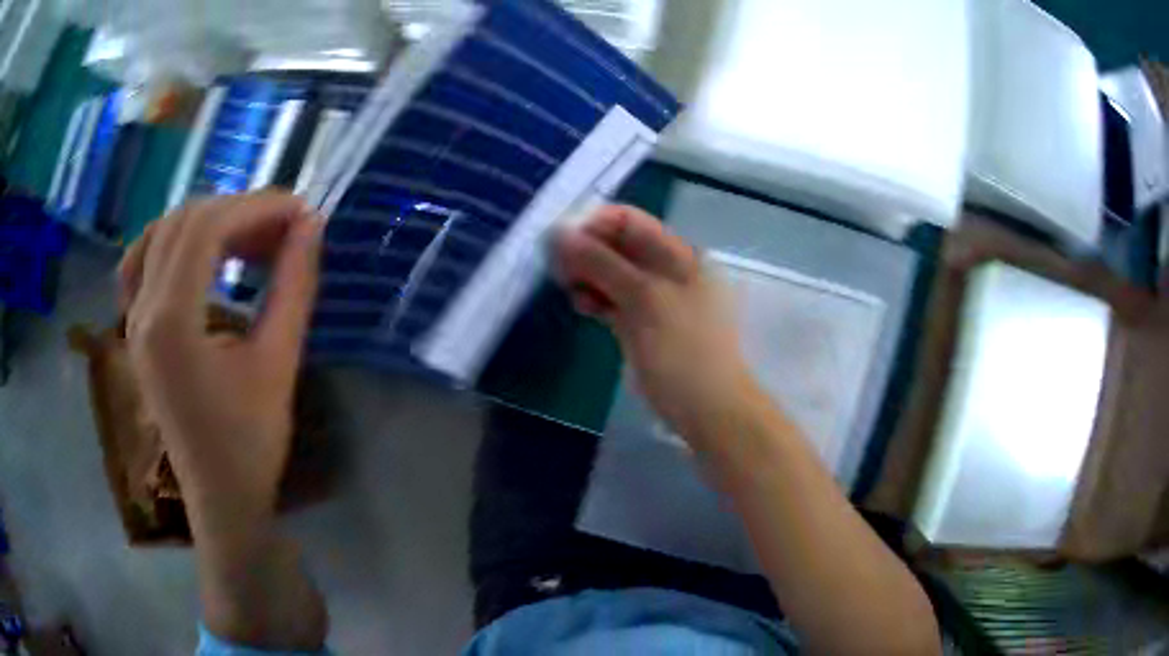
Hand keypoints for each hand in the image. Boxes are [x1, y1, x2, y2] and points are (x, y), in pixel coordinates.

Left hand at [119, 192, 321, 523]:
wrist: (220, 496)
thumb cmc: (251, 442)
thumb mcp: (279, 362)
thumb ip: (293, 286)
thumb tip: (311, 225)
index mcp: (171, 322)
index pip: (207, 228)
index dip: (257, 207)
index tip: (301, 213)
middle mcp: (142, 310)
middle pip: (184, 221)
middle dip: (238, 210)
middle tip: (283, 227)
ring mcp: (132, 318)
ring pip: (162, 232)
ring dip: (209, 222)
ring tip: (249, 238)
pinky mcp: (135, 327)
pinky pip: (144, 259)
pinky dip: (175, 240)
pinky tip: (199, 255)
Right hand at [554, 205, 752, 442]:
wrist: (711, 413)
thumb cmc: (684, 353)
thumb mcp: (645, 300)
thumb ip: (603, 264)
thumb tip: (560, 233)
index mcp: (678, 254)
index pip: (628, 221)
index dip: (592, 224)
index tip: (559, 244)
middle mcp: (668, 270)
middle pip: (618, 246)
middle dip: (585, 251)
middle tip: (557, 270)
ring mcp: (656, 300)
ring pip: (614, 275)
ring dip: (588, 277)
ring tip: (569, 291)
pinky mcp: (645, 326)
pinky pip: (616, 302)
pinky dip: (598, 300)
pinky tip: (582, 308)